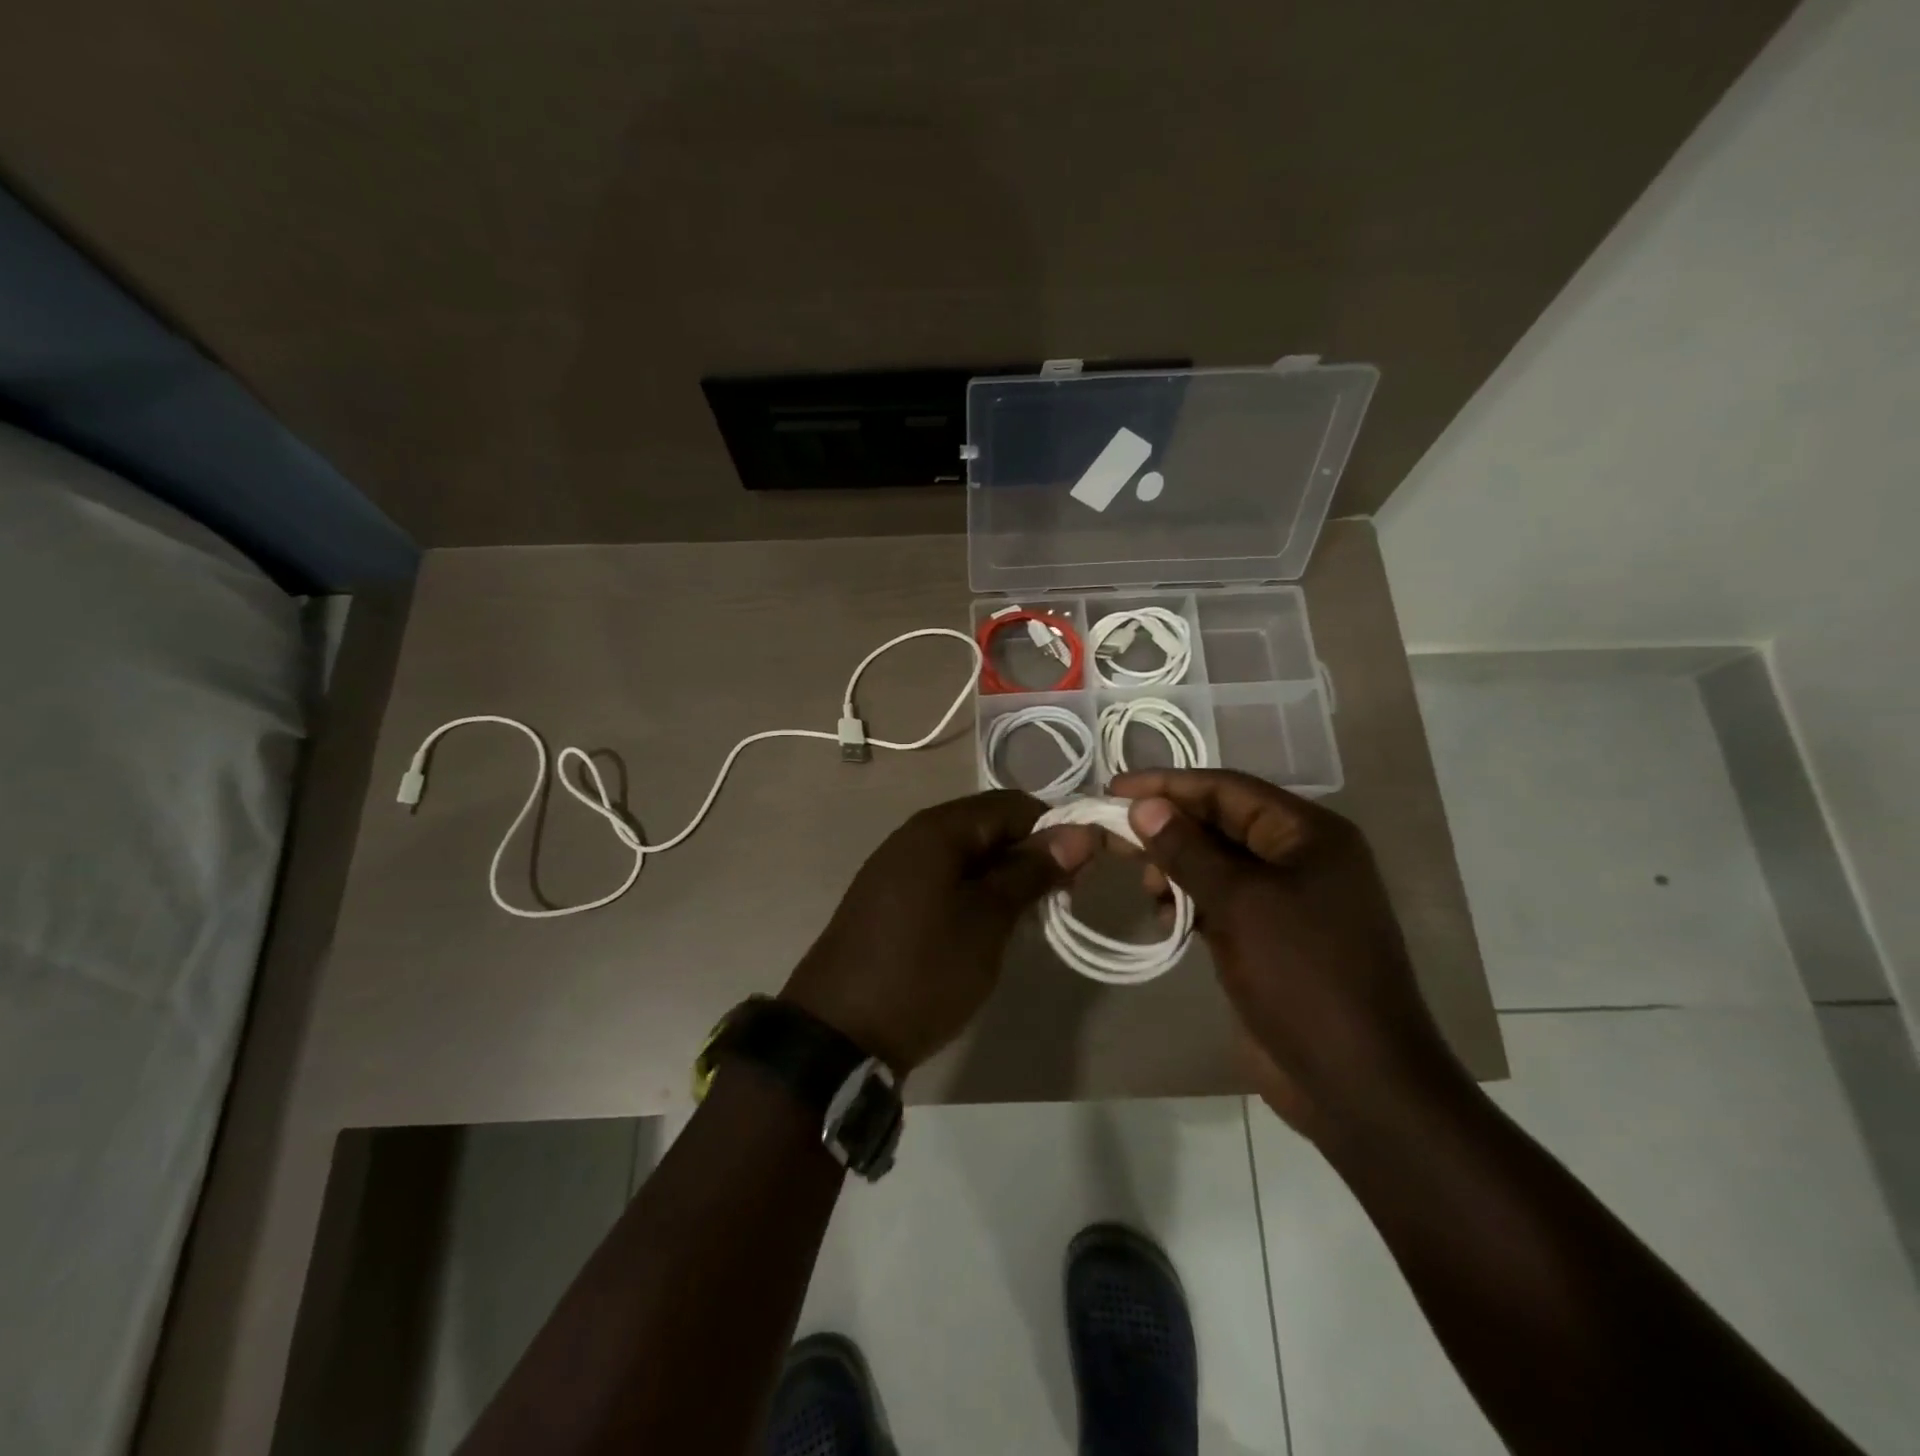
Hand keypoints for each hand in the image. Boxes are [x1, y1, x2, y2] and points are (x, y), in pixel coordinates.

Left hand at [781, 790, 1097, 1074]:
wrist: (839, 1034)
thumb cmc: (924, 969)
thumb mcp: (988, 920)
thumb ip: (1031, 871)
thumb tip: (1079, 832)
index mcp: (938, 828)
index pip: (1013, 804)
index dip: (1055, 829)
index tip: (1081, 871)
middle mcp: (915, 836)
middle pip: (989, 826)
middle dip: (1030, 855)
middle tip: (1059, 899)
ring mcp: (897, 868)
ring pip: (968, 855)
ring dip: (1004, 877)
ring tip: (1030, 917)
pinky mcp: (890, 899)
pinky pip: (945, 879)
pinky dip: (975, 893)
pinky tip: (989, 926)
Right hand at [1109, 769, 1467, 1137]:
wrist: (1355, 1081)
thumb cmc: (1302, 976)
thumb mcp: (1239, 903)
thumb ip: (1187, 849)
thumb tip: (1142, 806)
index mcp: (1308, 834)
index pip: (1226, 789)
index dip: (1167, 785)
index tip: (1113, 789)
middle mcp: (1300, 857)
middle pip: (1220, 822)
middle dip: (1168, 828)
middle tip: (1115, 840)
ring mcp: (1287, 899)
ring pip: (1216, 862)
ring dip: (1176, 867)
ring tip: (1147, 889)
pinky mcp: (1270, 936)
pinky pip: (1221, 900)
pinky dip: (1189, 901)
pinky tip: (1163, 914)